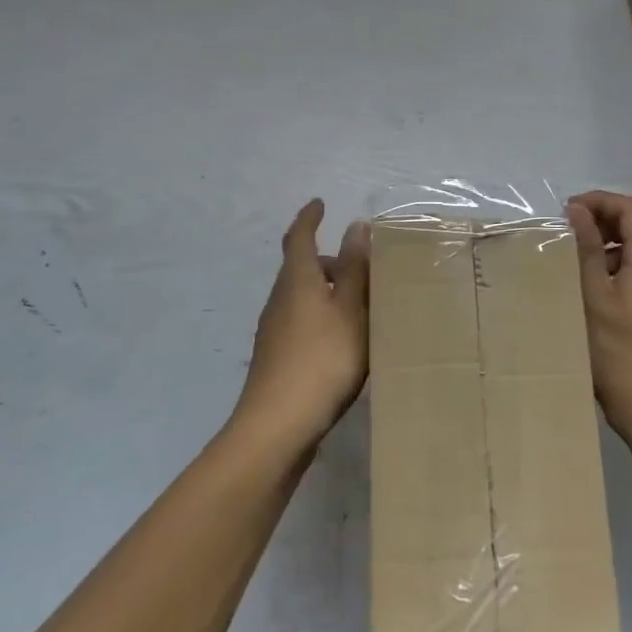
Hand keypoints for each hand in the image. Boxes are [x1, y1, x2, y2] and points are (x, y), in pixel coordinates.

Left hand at [234, 199, 369, 450]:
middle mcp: (280, 299)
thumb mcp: (350, 310)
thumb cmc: (322, 359)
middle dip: (326, 261)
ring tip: (358, 305)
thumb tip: (356, 226)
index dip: (309, 218)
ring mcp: (274, 331)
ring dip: (325, 292)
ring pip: (300, 297)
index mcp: (298, 280)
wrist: (277, 427)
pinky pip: (300, 322)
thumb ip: (354, 269)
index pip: (299, 237)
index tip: (319, 204)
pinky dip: (320, 317)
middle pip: (301, 268)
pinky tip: (341, 342)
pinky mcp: (276, 358)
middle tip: (358, 266)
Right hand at [566, 191, 631, 446]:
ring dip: (606, 246)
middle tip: (565, 233)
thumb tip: (577, 209)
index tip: (567, 212)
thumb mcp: (593, 297)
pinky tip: (591, 292)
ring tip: (572, 262)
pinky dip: (614, 269)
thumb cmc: (620, 354)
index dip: (600, 201)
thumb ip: (586, 249)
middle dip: (601, 221)